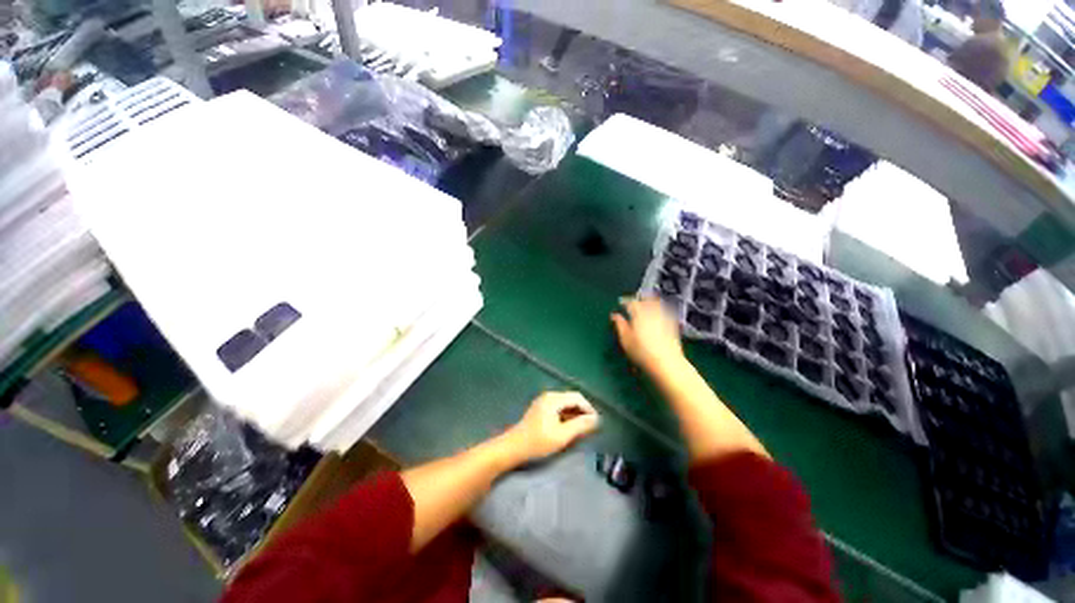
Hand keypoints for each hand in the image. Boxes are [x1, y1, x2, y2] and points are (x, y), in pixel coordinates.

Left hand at [505, 392, 599, 463]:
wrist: (513, 448)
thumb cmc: (538, 442)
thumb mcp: (562, 435)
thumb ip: (580, 425)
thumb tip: (596, 419)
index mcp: (554, 399)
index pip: (577, 397)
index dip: (589, 409)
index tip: (596, 423)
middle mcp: (549, 396)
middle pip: (571, 399)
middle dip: (582, 412)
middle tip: (590, 428)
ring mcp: (543, 402)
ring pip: (565, 404)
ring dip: (574, 415)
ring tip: (581, 430)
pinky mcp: (540, 409)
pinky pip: (558, 408)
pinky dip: (566, 416)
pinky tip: (568, 429)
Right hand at [611, 296, 684, 376]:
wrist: (666, 362)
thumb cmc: (641, 352)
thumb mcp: (625, 339)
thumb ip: (620, 325)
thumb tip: (615, 315)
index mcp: (639, 314)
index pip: (631, 303)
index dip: (625, 301)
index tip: (621, 303)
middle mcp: (652, 312)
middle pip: (646, 301)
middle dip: (640, 300)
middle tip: (634, 303)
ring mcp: (664, 318)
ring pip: (657, 304)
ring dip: (651, 303)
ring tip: (646, 306)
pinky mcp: (673, 325)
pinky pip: (666, 312)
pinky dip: (660, 311)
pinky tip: (658, 316)